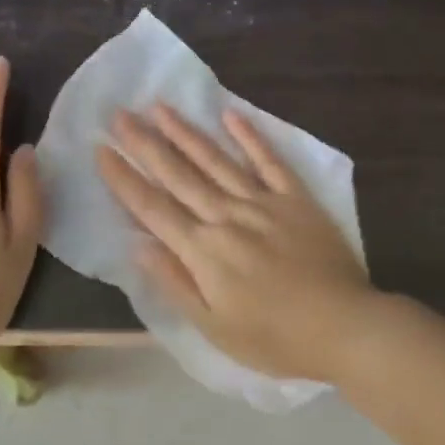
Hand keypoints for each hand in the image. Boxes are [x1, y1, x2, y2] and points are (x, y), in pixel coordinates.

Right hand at [96, 104, 378, 382]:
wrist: (344, 326)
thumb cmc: (274, 338)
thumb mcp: (214, 327)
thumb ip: (174, 282)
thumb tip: (136, 245)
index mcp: (203, 250)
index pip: (152, 208)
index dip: (124, 178)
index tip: (101, 150)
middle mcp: (226, 216)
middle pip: (178, 175)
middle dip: (144, 143)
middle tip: (119, 113)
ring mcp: (262, 202)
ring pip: (216, 160)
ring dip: (186, 132)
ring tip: (160, 107)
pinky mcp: (295, 197)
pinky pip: (269, 160)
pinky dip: (250, 136)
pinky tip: (230, 114)